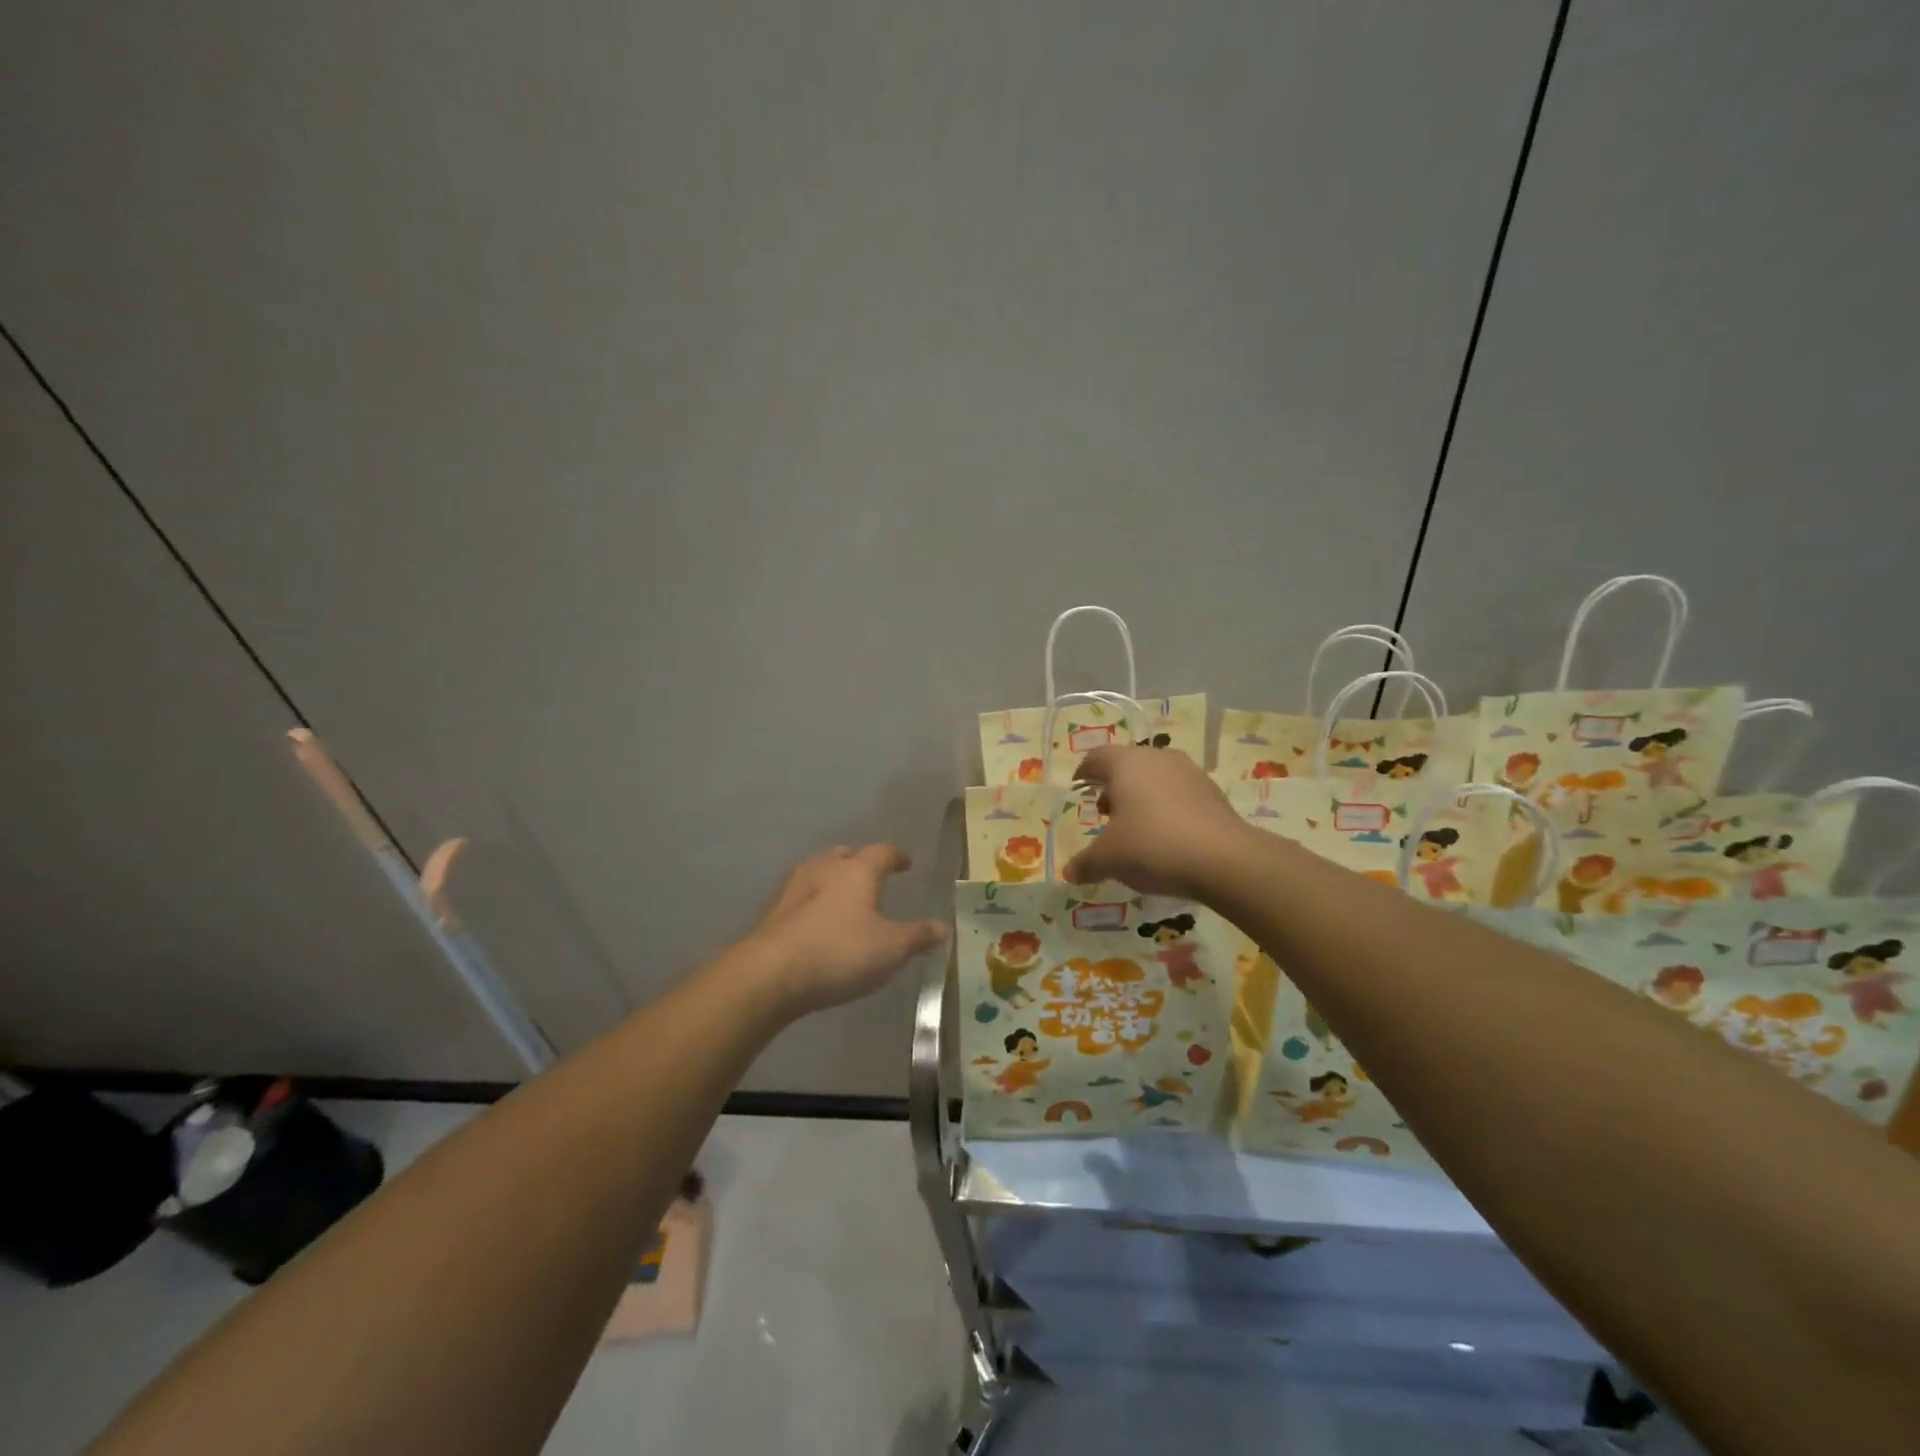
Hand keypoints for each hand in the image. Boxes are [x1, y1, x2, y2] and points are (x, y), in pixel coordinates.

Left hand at [745, 845, 949, 1014]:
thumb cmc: (840, 952)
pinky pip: (802, 896)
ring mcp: (795, 888)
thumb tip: (944, 927)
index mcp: (858, 871)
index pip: (882, 853)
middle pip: (845, 855)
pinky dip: (814, 901)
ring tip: (844, 896)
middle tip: (872, 876)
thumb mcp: (891, 949)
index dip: (896, 857)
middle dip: (860, 862)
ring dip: (833, 878)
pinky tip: (817, 921)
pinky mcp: (775, 911)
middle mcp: (825, 869)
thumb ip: (918, 936)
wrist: (771, 973)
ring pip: (819, 870)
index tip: (906, 863)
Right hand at [1061, 746, 1250, 898]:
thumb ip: (1086, 863)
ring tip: (1136, 827)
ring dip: (1143, 797)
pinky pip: (1180, 794)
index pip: (1097, 757)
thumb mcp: (1109, 859)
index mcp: (1126, 763)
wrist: (1224, 859)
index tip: (1079, 786)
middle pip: (1128, 765)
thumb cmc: (1152, 846)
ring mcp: (1190, 773)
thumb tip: (1070, 873)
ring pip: (1156, 778)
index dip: (1084, 772)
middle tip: (1105, 812)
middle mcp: (1158, 758)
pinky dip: (1168, 808)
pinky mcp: (1213, 793)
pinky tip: (1167, 836)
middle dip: (1114, 786)